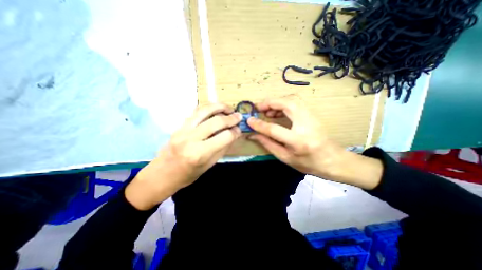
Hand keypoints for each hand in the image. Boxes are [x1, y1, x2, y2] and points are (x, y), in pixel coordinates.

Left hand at [126, 102, 242, 209]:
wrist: (163, 173)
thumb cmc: (188, 174)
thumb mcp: (210, 165)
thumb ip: (223, 147)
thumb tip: (234, 133)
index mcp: (200, 153)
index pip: (225, 137)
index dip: (235, 132)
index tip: (239, 130)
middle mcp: (191, 139)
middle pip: (216, 122)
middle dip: (231, 118)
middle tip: (238, 116)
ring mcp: (183, 130)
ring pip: (204, 111)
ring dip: (219, 107)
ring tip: (228, 108)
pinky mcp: (179, 125)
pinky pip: (195, 111)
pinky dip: (207, 107)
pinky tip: (215, 109)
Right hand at [246, 95, 382, 189]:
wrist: (333, 160)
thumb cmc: (308, 163)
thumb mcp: (285, 158)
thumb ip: (268, 144)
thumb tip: (253, 135)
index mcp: (298, 141)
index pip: (274, 129)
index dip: (259, 124)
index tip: (249, 120)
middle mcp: (306, 125)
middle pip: (287, 104)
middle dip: (270, 103)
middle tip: (258, 108)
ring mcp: (312, 117)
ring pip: (293, 100)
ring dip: (277, 102)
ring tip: (267, 110)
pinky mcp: (313, 114)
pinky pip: (297, 102)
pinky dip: (284, 103)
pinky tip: (277, 111)